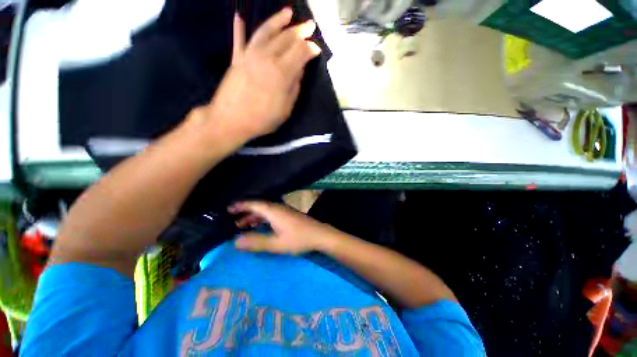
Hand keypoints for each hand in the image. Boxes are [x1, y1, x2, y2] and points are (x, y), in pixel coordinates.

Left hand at [207, 8, 320, 141]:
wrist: (231, 120)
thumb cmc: (262, 119)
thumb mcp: (286, 109)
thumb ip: (294, 88)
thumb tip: (299, 70)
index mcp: (281, 72)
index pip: (300, 52)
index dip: (310, 49)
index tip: (317, 49)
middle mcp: (266, 57)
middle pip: (286, 38)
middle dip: (301, 31)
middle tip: (310, 25)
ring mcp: (249, 55)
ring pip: (266, 31)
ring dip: (278, 20)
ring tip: (288, 13)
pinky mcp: (236, 58)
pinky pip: (239, 39)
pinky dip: (239, 28)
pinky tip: (239, 16)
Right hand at [228, 201, 336, 254]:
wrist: (320, 235)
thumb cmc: (299, 239)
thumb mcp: (276, 244)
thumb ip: (256, 242)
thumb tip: (235, 242)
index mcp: (274, 211)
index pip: (254, 204)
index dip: (240, 205)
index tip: (228, 209)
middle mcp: (278, 208)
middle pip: (258, 206)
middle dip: (244, 212)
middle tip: (231, 219)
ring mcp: (284, 211)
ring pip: (265, 211)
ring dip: (253, 217)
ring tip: (241, 225)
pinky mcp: (288, 215)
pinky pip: (271, 214)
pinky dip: (262, 219)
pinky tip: (259, 227)